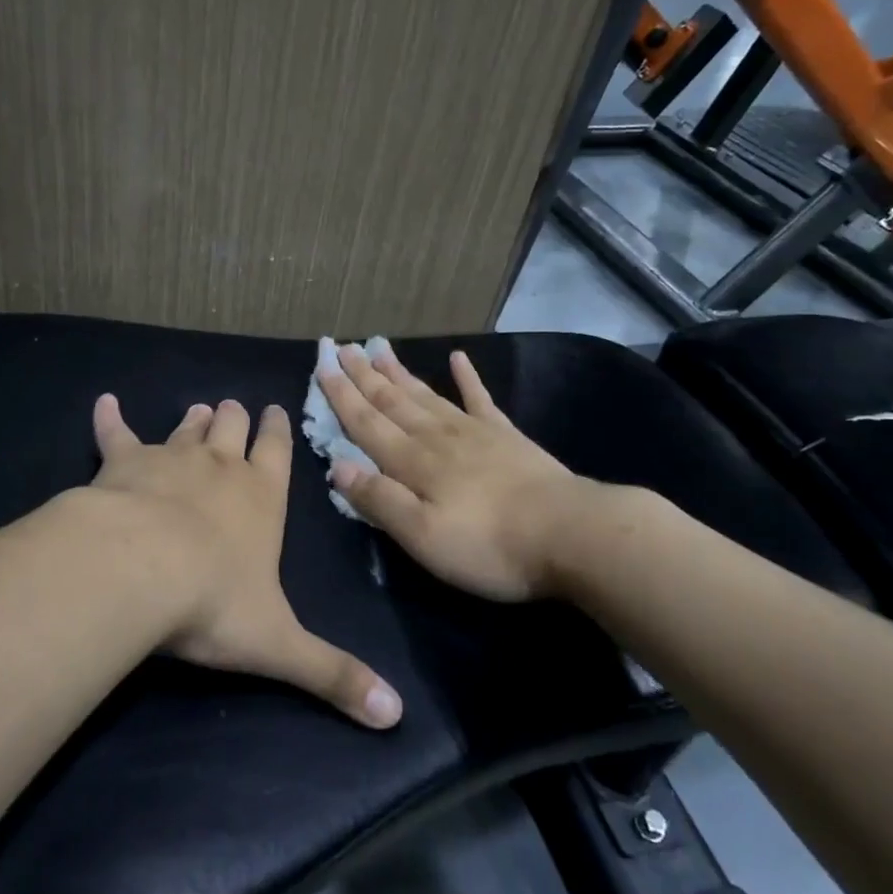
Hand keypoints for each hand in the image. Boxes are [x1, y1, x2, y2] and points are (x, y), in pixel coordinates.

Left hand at [89, 393, 403, 728]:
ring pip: (186, 429)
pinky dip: (110, 418)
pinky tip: (105, 402)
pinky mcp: (122, 462)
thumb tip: (395, 714)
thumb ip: (333, 674)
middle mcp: (219, 467)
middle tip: (233, 408)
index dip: (278, 431)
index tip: (276, 409)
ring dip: (193, 420)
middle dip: (235, 418)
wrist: (138, 570)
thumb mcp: (280, 644)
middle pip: (231, 428)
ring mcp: (169, 458)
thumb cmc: (213, 602)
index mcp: (261, 498)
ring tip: (199, 409)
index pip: (277, 453)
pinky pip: (115, 433)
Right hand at [316, 344, 601, 601]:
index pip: (366, 423)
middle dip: (363, 375)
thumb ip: (379, 500)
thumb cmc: (489, 546)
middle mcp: (436, 437)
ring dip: (398, 372)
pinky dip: (467, 378)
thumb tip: (336, 465)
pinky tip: (459, 358)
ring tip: (379, 347)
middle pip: (391, 401)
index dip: (341, 395)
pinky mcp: (507, 437)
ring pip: (425, 395)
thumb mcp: (422, 536)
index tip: (321, 365)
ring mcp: (474, 432)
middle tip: (341, 347)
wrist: (571, 534)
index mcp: (412, 463)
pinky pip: (480, 399)